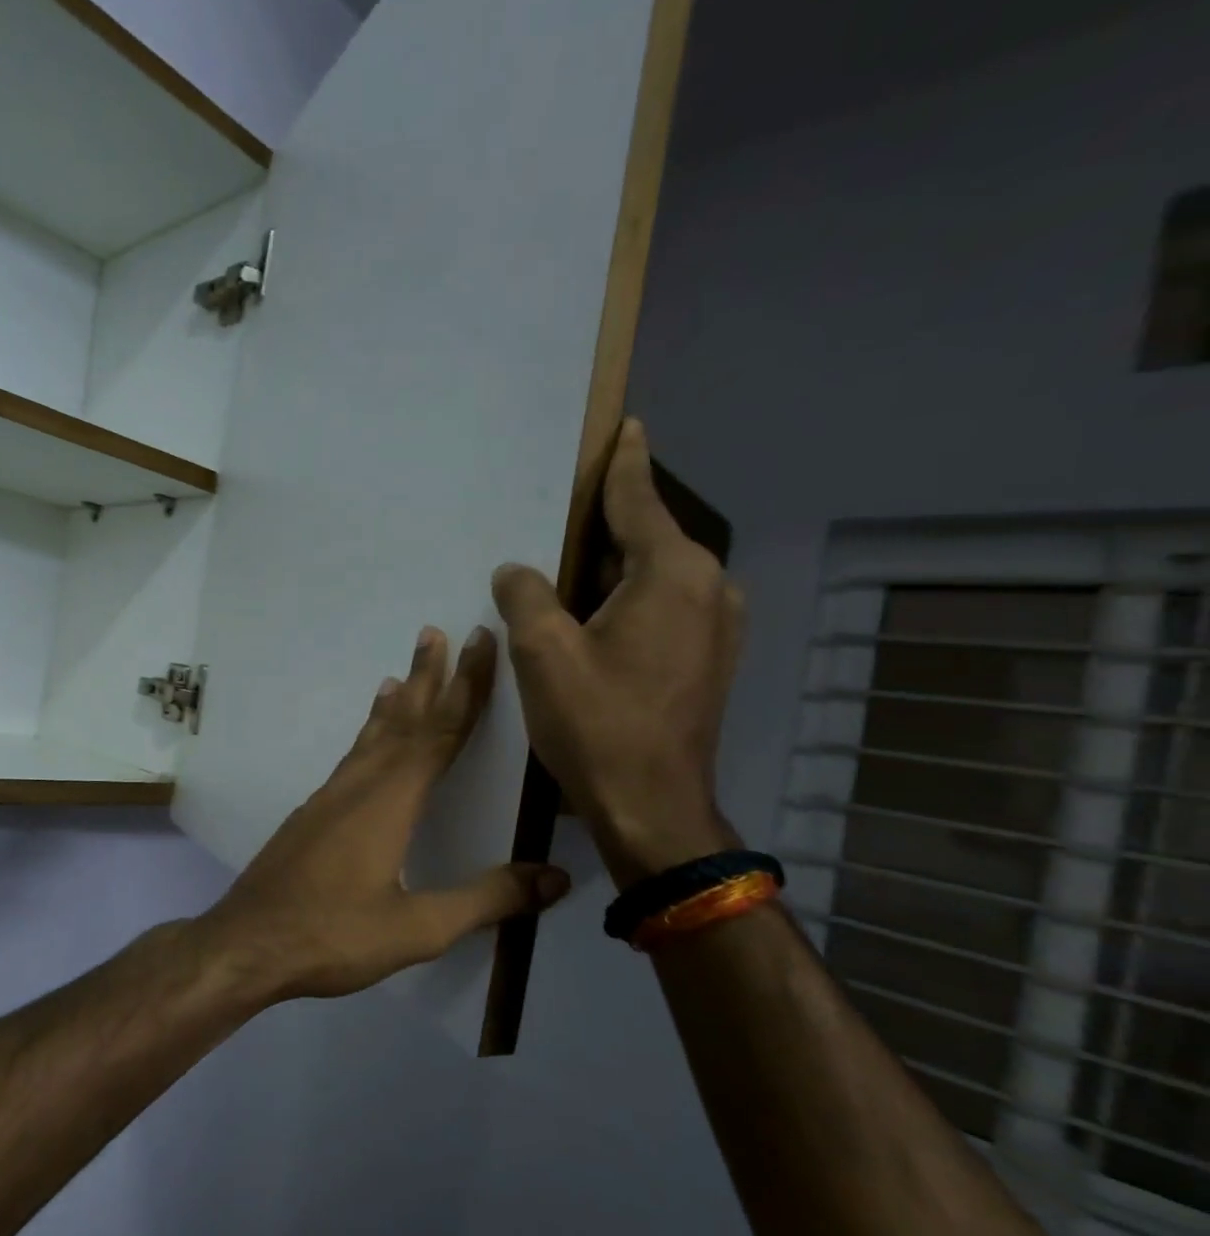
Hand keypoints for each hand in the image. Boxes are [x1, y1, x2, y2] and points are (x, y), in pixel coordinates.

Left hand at [191, 625, 570, 1002]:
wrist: (247, 943)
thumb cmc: (333, 935)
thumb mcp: (418, 928)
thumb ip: (487, 900)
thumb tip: (555, 877)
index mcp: (390, 801)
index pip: (439, 731)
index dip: (466, 687)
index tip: (480, 642)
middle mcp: (358, 786)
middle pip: (402, 721)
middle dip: (426, 677)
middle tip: (435, 632)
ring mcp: (328, 798)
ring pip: (370, 738)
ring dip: (393, 703)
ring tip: (400, 674)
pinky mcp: (311, 815)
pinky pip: (350, 759)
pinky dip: (367, 735)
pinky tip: (366, 742)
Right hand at [492, 419, 743, 885]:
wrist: (652, 807)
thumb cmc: (597, 723)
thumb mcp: (543, 653)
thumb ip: (526, 596)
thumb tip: (518, 571)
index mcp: (674, 574)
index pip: (639, 502)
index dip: (624, 465)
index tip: (626, 428)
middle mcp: (710, 590)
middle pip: (650, 540)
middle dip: (611, 526)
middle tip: (568, 515)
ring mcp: (718, 629)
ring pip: (658, 579)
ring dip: (617, 571)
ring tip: (573, 573)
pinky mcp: (710, 663)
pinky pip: (666, 610)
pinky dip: (631, 603)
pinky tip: (598, 621)